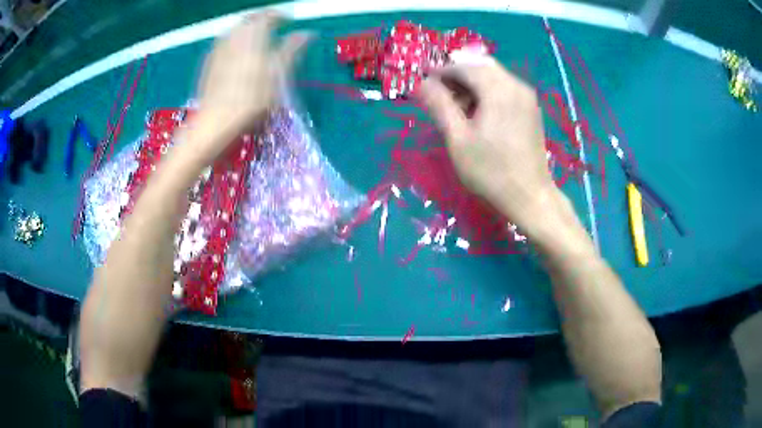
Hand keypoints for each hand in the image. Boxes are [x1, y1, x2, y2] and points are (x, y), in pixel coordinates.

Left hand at [192, 12, 310, 158]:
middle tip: (274, 29)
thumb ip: (292, 49)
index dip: (280, 16)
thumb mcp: (278, 73)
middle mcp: (234, 35)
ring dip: (248, 30)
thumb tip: (307, 32)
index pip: (268, 15)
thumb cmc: (251, 98)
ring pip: (235, 30)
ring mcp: (218, 48)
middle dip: (263, 21)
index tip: (289, 21)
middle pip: (249, 20)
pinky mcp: (209, 62)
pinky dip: (235, 42)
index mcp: (253, 34)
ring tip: (258, 41)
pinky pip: (224, 42)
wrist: (215, 120)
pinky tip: (239, 54)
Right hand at [417, 55, 555, 224]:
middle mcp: (516, 85)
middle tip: (439, 94)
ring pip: (493, 75)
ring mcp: (526, 96)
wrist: (530, 197)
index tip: (422, 80)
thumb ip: (440, 105)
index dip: (440, 70)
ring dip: (472, 82)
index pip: (464, 66)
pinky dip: (487, 91)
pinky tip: (478, 111)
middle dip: (457, 74)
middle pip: (480, 66)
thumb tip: (421, 83)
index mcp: (498, 89)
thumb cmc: (491, 171)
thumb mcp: (458, 139)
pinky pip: (505, 87)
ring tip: (456, 106)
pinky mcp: (531, 108)